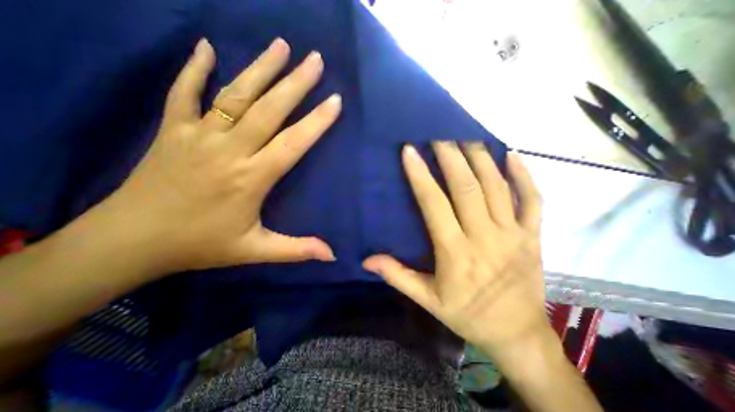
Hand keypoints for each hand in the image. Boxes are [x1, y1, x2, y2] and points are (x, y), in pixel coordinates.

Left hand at [99, 39, 340, 274]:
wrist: (131, 242)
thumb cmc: (200, 246)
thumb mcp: (255, 251)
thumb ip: (296, 250)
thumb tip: (331, 255)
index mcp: (251, 178)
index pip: (292, 143)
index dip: (316, 122)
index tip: (335, 101)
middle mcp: (228, 150)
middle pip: (268, 110)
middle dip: (295, 83)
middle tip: (316, 60)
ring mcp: (197, 136)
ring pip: (235, 95)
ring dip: (260, 68)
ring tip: (282, 46)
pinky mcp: (172, 130)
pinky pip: (184, 93)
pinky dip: (194, 68)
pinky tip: (207, 48)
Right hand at [364, 144, 547, 359]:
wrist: (517, 335)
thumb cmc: (467, 315)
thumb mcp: (427, 300)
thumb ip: (398, 276)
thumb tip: (367, 260)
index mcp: (456, 253)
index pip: (435, 205)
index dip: (421, 176)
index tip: (410, 151)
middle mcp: (485, 237)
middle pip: (467, 187)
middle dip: (451, 156)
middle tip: (438, 132)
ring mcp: (514, 234)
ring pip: (496, 186)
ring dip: (479, 158)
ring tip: (465, 135)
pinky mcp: (533, 236)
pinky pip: (532, 200)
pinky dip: (523, 175)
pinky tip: (511, 154)